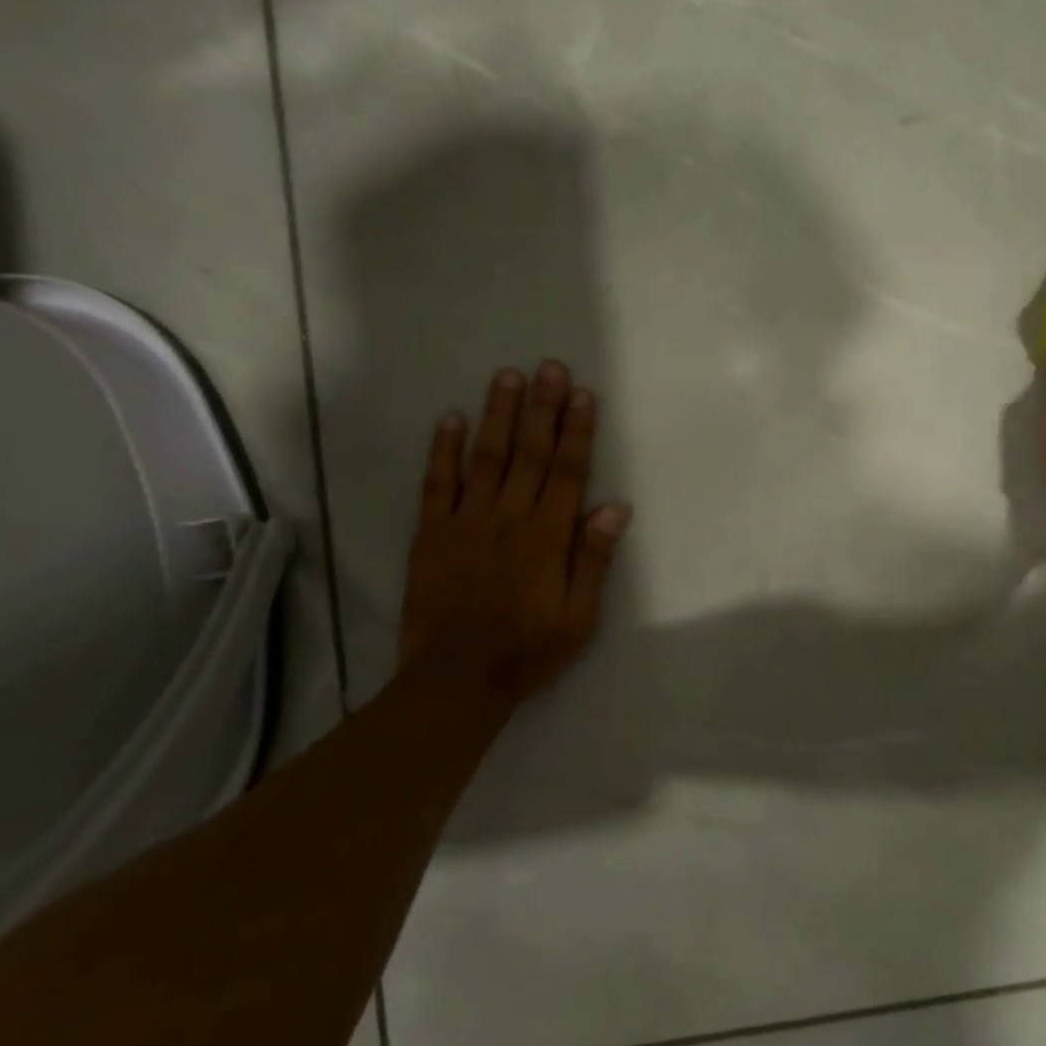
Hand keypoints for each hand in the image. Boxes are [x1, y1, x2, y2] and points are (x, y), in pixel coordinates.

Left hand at [400, 361, 630, 707]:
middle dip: (542, 408)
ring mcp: (466, 521)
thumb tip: (614, 507)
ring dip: (498, 415)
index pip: (567, 472)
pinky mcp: (432, 533)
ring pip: (486, 457)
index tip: (582, 394)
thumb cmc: (527, 651)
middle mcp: (509, 517)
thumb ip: (593, 559)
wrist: (456, 678)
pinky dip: (443, 450)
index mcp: (547, 537)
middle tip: (549, 367)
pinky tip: (450, 419)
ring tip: (507, 376)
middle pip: (530, 454)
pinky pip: (438, 484)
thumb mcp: (579, 617)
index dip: (577, 431)